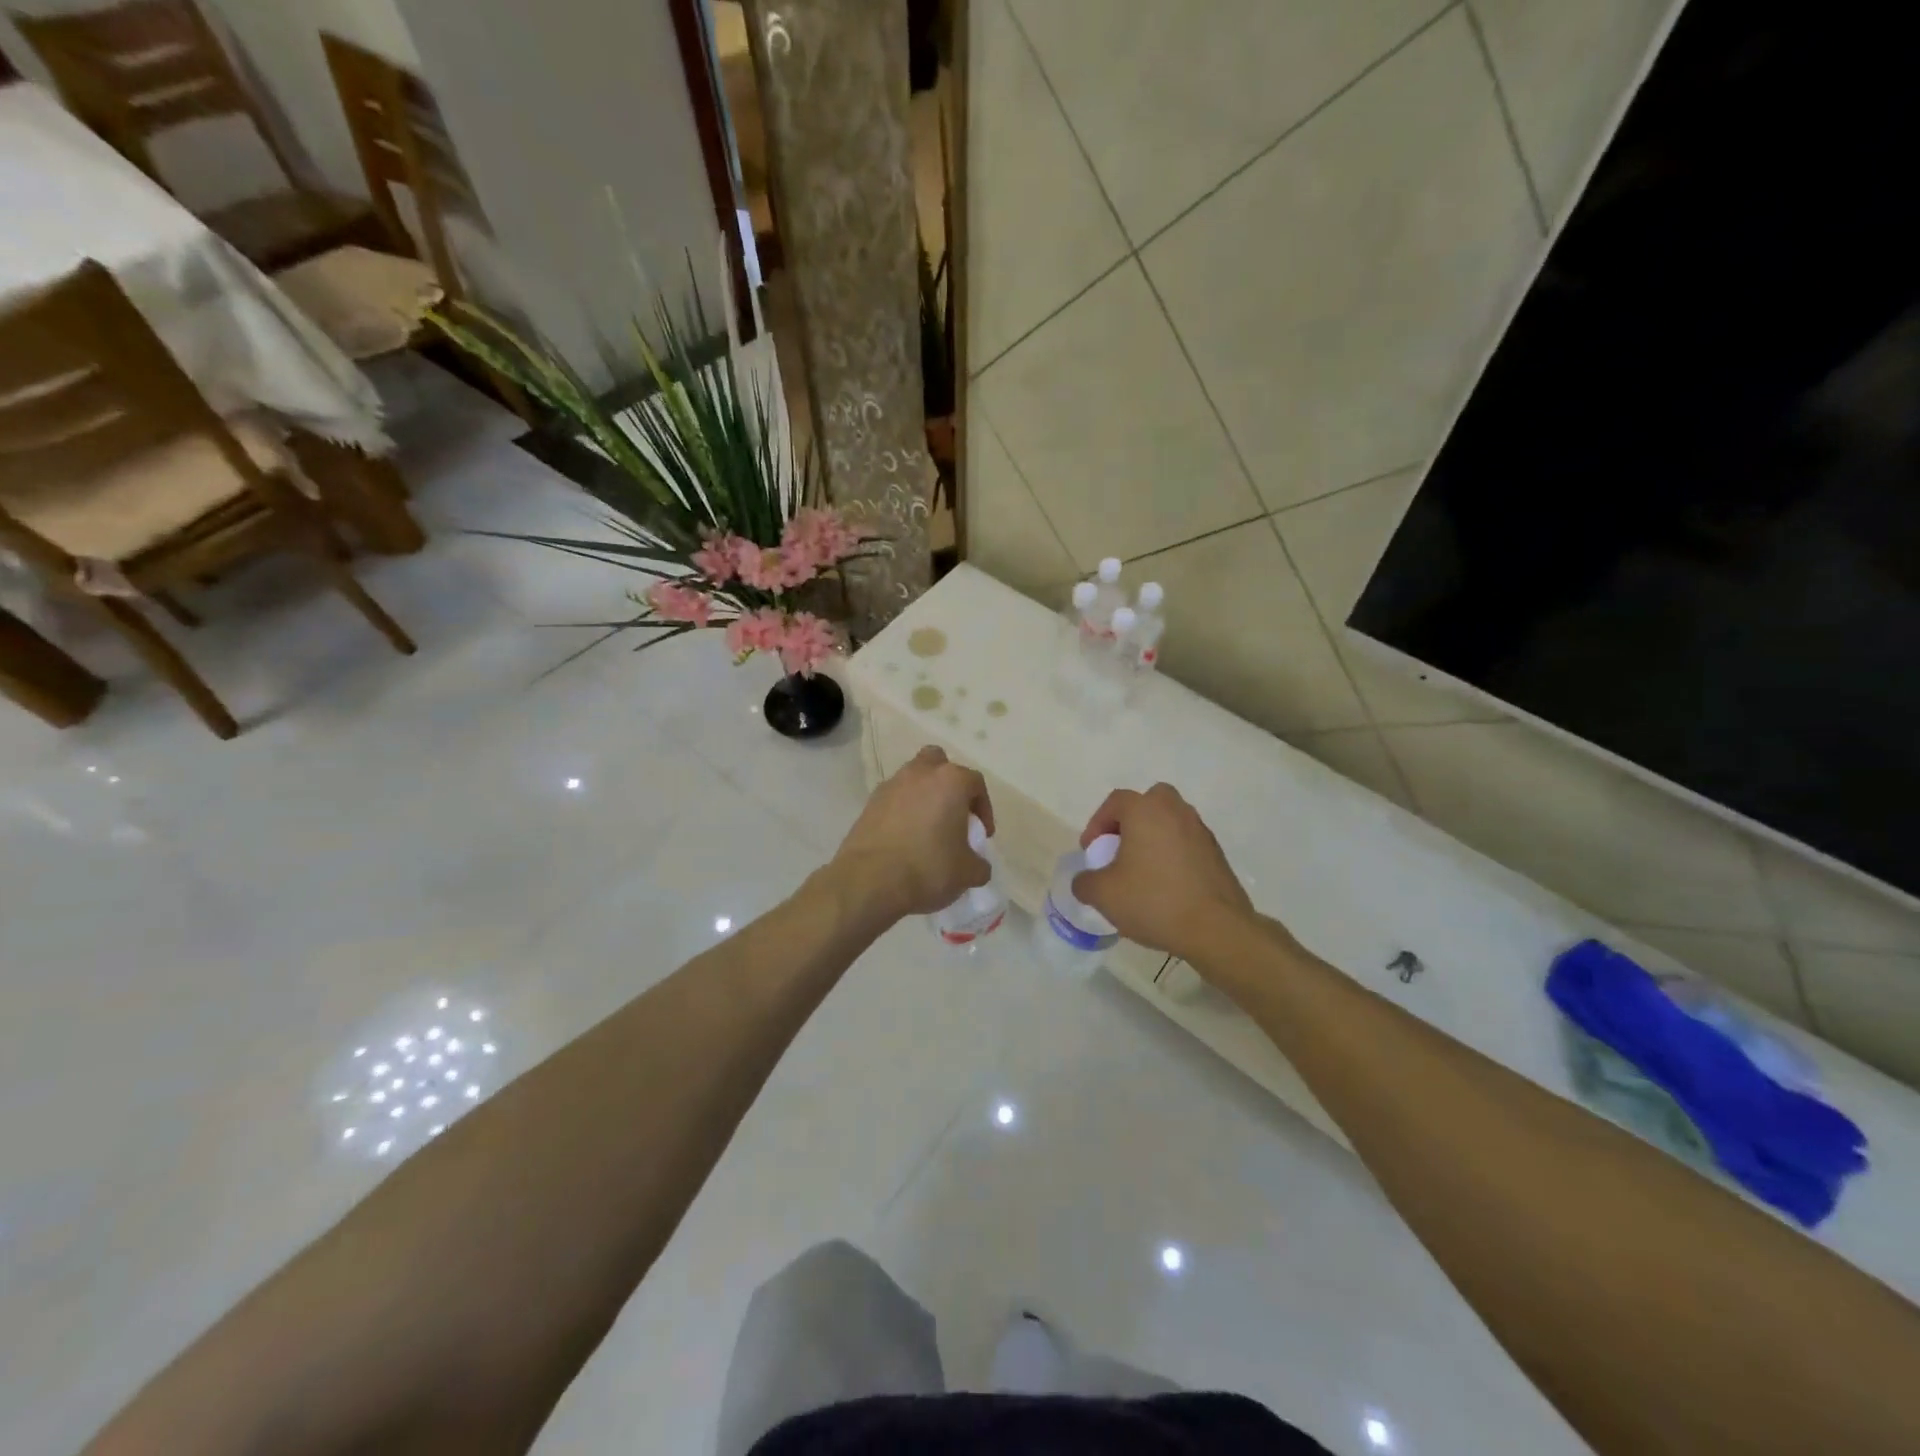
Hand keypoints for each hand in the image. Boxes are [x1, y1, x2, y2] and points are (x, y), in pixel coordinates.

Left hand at [830, 747, 995, 922]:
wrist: (869, 880)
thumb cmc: (928, 868)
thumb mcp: (967, 873)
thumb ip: (979, 864)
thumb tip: (977, 864)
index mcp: (950, 781)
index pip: (975, 783)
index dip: (983, 808)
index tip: (981, 834)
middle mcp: (920, 773)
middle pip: (939, 764)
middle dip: (948, 784)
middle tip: (953, 814)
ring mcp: (891, 786)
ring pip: (913, 779)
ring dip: (923, 797)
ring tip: (927, 829)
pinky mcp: (869, 803)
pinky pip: (894, 799)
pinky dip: (902, 811)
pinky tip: (905, 839)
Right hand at [1073, 783, 1257, 960]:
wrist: (1215, 928)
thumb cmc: (1153, 901)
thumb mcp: (1103, 895)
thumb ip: (1085, 882)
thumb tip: (1085, 881)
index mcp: (1146, 811)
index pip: (1115, 801)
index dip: (1097, 824)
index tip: (1092, 851)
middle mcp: (1175, 811)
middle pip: (1149, 802)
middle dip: (1130, 821)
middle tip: (1120, 848)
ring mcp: (1200, 831)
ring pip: (1170, 822)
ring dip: (1153, 837)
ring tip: (1141, 871)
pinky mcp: (1217, 854)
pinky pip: (1186, 843)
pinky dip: (1173, 855)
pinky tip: (1165, 886)